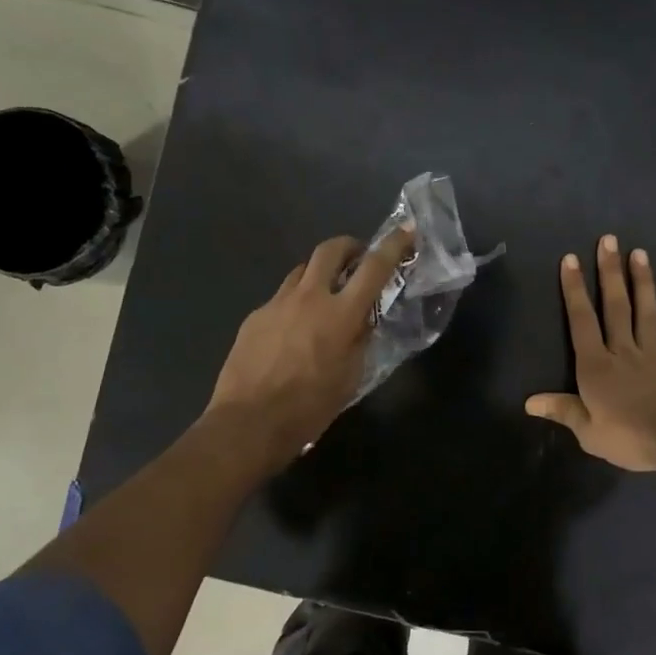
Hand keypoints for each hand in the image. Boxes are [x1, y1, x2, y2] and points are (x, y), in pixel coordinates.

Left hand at [206, 226, 416, 465]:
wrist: (249, 422)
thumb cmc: (310, 407)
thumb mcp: (351, 377)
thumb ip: (360, 341)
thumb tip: (363, 321)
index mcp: (341, 314)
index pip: (374, 268)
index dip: (393, 245)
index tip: (407, 231)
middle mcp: (309, 298)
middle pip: (329, 250)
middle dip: (348, 246)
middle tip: (357, 259)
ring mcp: (277, 304)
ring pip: (301, 271)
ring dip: (319, 274)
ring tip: (324, 297)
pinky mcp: (254, 317)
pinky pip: (280, 299)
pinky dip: (294, 304)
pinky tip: (292, 332)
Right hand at [525, 234, 655, 471]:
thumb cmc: (627, 438)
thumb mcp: (587, 432)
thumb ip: (562, 411)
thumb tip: (529, 402)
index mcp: (596, 367)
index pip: (582, 322)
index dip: (575, 290)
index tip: (571, 259)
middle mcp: (624, 353)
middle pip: (616, 308)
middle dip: (610, 273)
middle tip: (609, 240)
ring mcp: (653, 358)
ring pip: (647, 315)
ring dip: (643, 283)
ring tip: (640, 253)